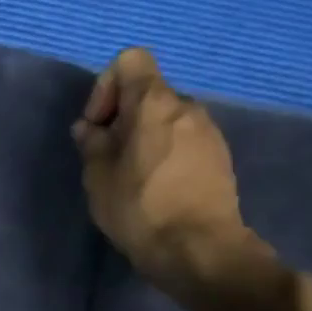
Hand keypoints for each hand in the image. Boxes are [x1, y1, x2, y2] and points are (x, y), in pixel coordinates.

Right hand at [72, 47, 264, 294]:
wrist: (200, 250)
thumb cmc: (141, 208)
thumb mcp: (98, 178)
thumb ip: (92, 144)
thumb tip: (90, 129)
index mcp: (154, 102)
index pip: (130, 61)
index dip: (106, 87)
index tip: (98, 126)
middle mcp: (187, 107)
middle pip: (148, 94)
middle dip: (123, 118)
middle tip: (107, 158)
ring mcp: (209, 132)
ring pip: (167, 119)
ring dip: (145, 138)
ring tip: (131, 178)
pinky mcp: (220, 158)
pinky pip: (184, 141)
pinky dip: (166, 154)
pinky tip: (157, 190)